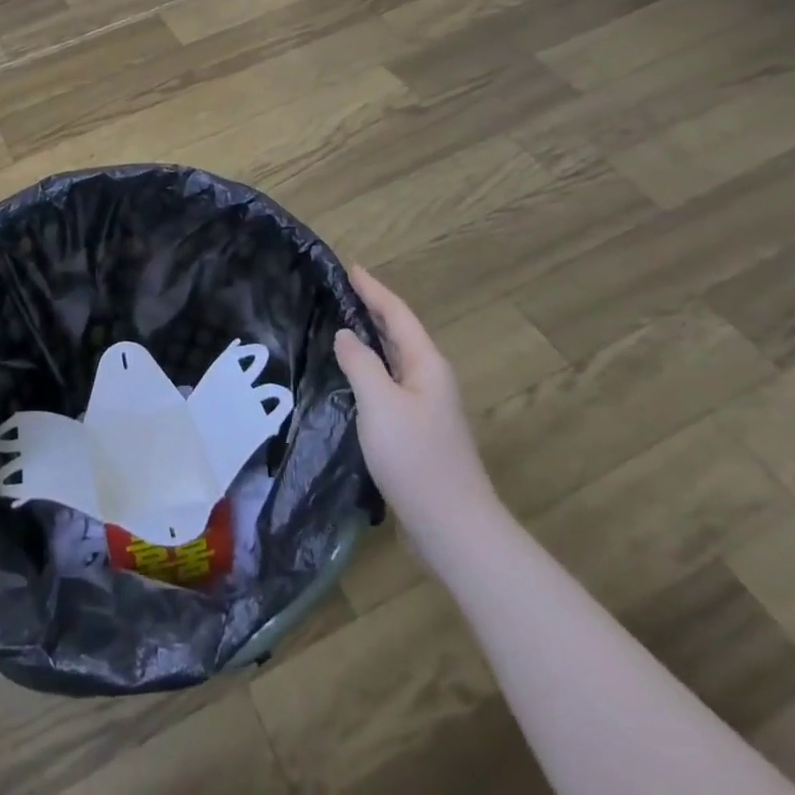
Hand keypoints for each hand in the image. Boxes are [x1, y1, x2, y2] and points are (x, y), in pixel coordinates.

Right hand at [334, 266, 500, 562]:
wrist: (453, 527)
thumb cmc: (415, 457)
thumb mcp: (379, 403)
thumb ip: (360, 363)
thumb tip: (346, 335)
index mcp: (426, 364)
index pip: (397, 314)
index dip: (373, 289)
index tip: (350, 268)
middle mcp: (430, 379)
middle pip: (399, 333)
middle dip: (372, 309)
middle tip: (341, 291)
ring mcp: (427, 407)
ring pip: (395, 360)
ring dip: (372, 340)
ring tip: (341, 325)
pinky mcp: (419, 431)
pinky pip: (391, 384)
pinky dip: (372, 369)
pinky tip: (353, 377)